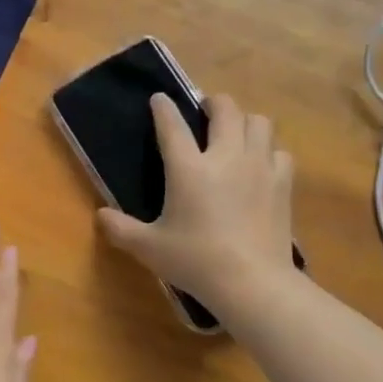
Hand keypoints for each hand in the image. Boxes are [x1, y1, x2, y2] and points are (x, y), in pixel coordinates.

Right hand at [98, 93, 295, 316]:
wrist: (252, 282)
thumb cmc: (196, 262)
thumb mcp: (149, 248)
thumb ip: (120, 229)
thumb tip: (100, 216)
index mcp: (188, 168)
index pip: (172, 125)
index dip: (163, 108)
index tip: (159, 99)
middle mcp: (225, 157)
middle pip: (226, 109)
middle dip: (214, 103)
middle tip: (205, 111)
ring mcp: (259, 167)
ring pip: (259, 122)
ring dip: (245, 121)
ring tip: (236, 133)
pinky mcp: (282, 184)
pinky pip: (280, 153)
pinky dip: (269, 152)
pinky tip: (261, 165)